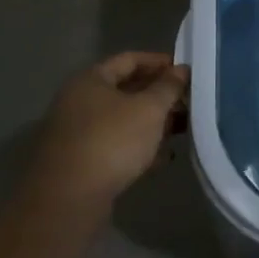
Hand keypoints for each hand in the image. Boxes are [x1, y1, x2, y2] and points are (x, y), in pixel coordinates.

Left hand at [23, 53, 188, 210]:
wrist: (69, 198)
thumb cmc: (112, 141)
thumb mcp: (149, 109)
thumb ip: (168, 87)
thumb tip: (182, 69)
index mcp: (91, 80)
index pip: (130, 59)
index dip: (160, 62)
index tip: (187, 71)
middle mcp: (80, 101)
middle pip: (126, 89)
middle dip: (160, 95)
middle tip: (189, 101)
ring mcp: (79, 132)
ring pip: (124, 119)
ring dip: (153, 122)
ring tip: (183, 129)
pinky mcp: (83, 160)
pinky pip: (117, 144)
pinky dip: (140, 146)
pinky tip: (163, 157)